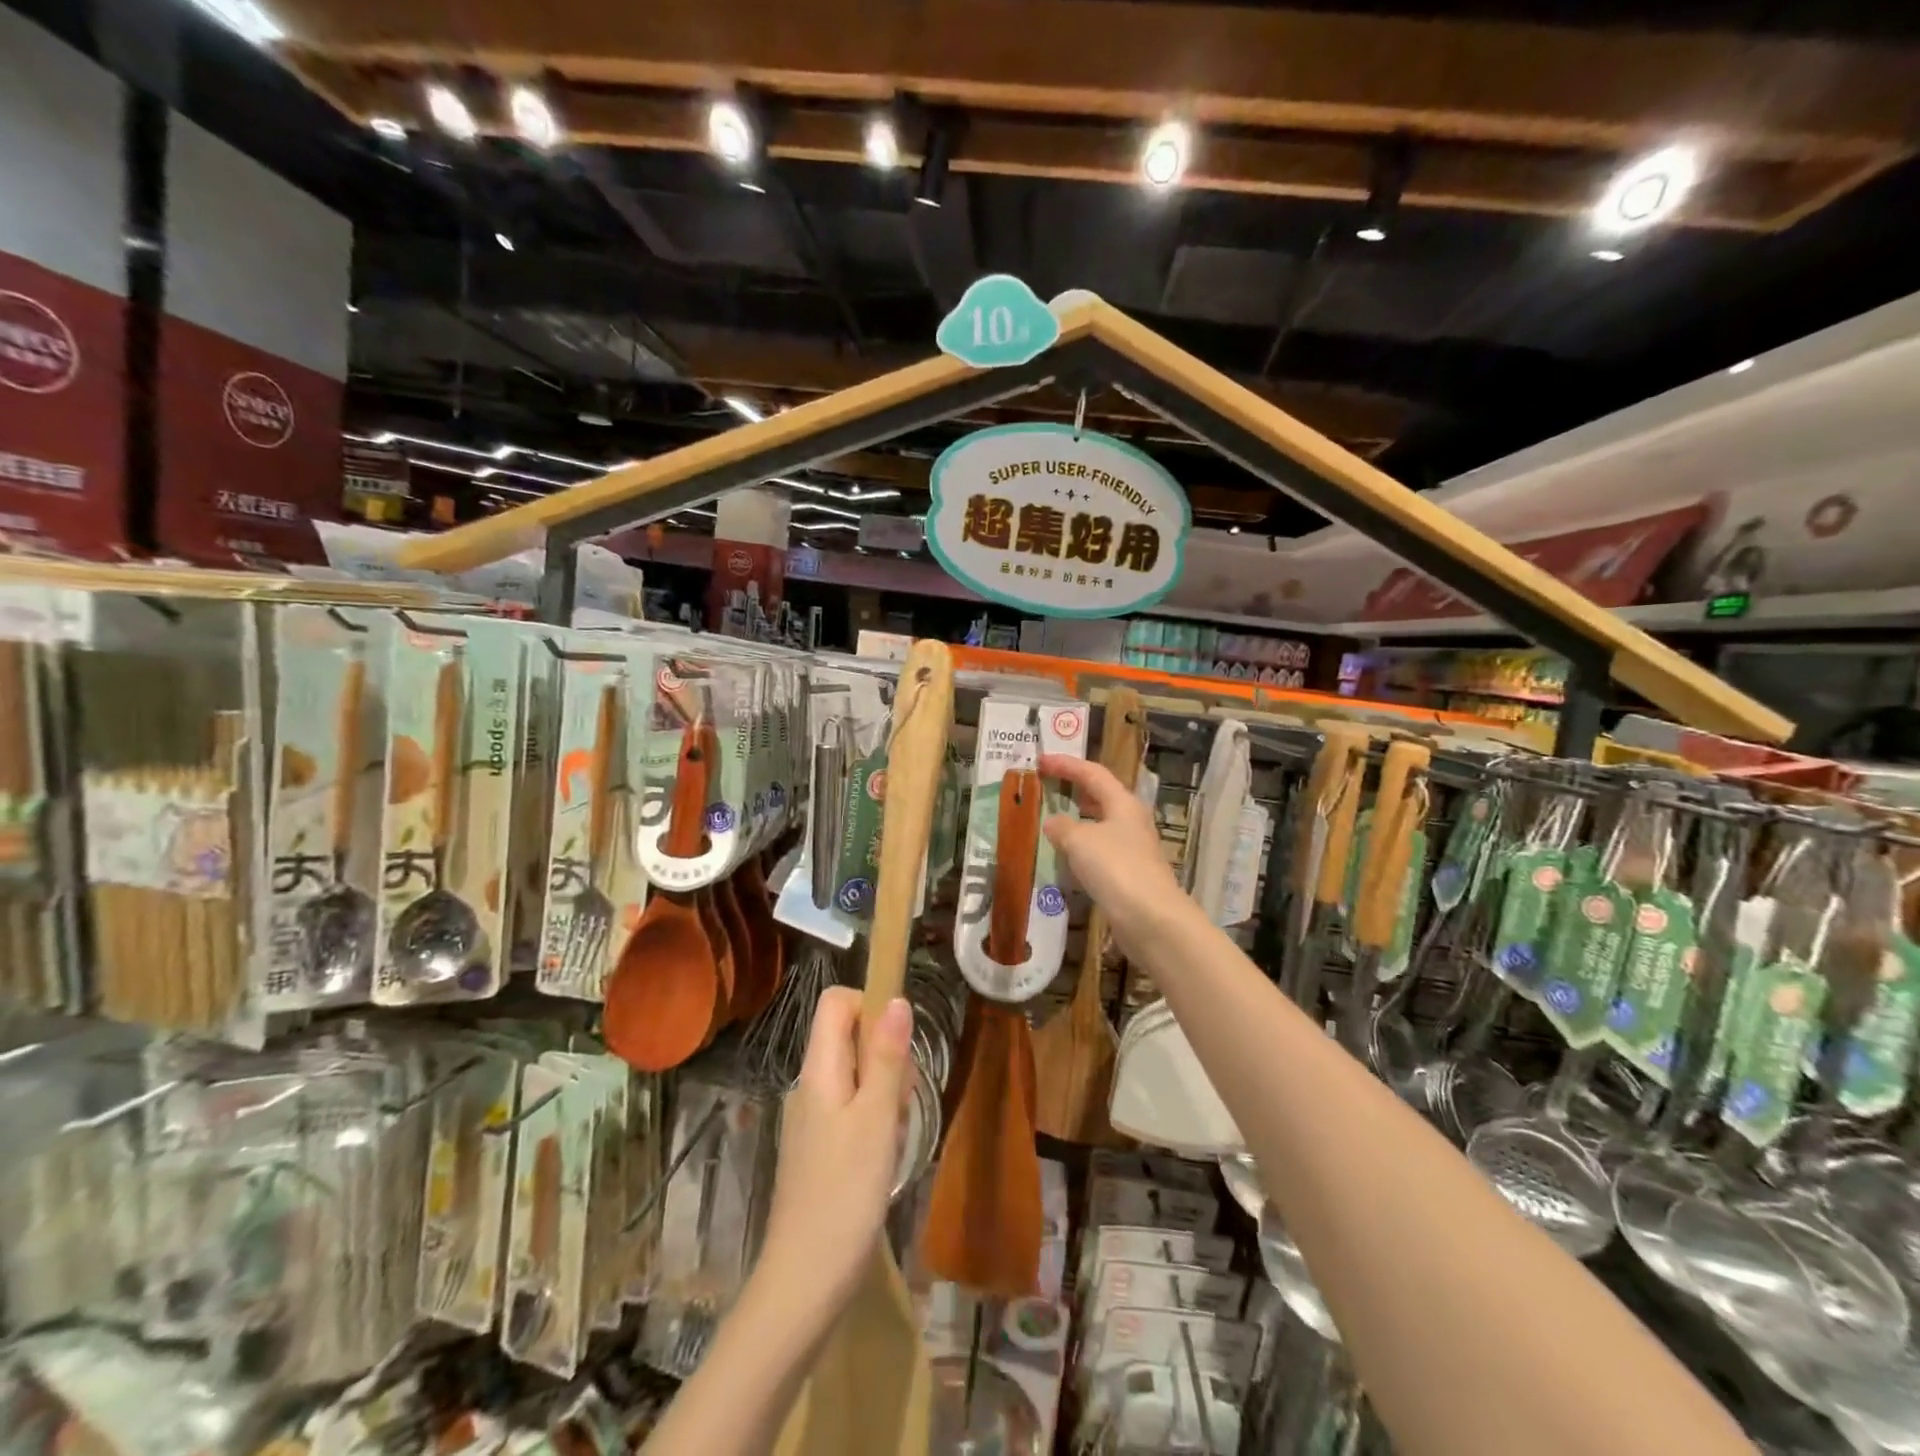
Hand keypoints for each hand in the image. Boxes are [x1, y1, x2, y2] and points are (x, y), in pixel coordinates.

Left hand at [752, 986, 911, 1338]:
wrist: (804, 1284)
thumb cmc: (845, 1194)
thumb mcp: (877, 1119)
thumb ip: (888, 1058)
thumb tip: (897, 999)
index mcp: (819, 1069)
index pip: (836, 1002)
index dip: (869, 1005)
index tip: (899, 1041)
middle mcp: (810, 1085)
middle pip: (850, 1037)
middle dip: (887, 1056)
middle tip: (901, 1101)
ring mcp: (812, 1118)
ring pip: (857, 1076)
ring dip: (885, 1093)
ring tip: (894, 1137)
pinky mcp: (819, 1148)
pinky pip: (852, 1110)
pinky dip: (875, 1122)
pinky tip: (884, 1159)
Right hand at [1039, 754, 1193, 959]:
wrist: (1151, 919)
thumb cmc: (1116, 868)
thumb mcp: (1080, 841)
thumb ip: (1062, 827)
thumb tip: (1052, 821)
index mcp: (1122, 803)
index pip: (1092, 773)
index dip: (1066, 764)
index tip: (1040, 760)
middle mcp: (1130, 821)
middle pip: (1101, 796)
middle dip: (1074, 789)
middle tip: (1048, 786)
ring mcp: (1132, 849)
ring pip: (1101, 825)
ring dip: (1077, 821)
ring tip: (1051, 820)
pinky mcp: (1129, 875)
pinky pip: (1100, 852)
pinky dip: (1081, 849)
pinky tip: (1065, 859)